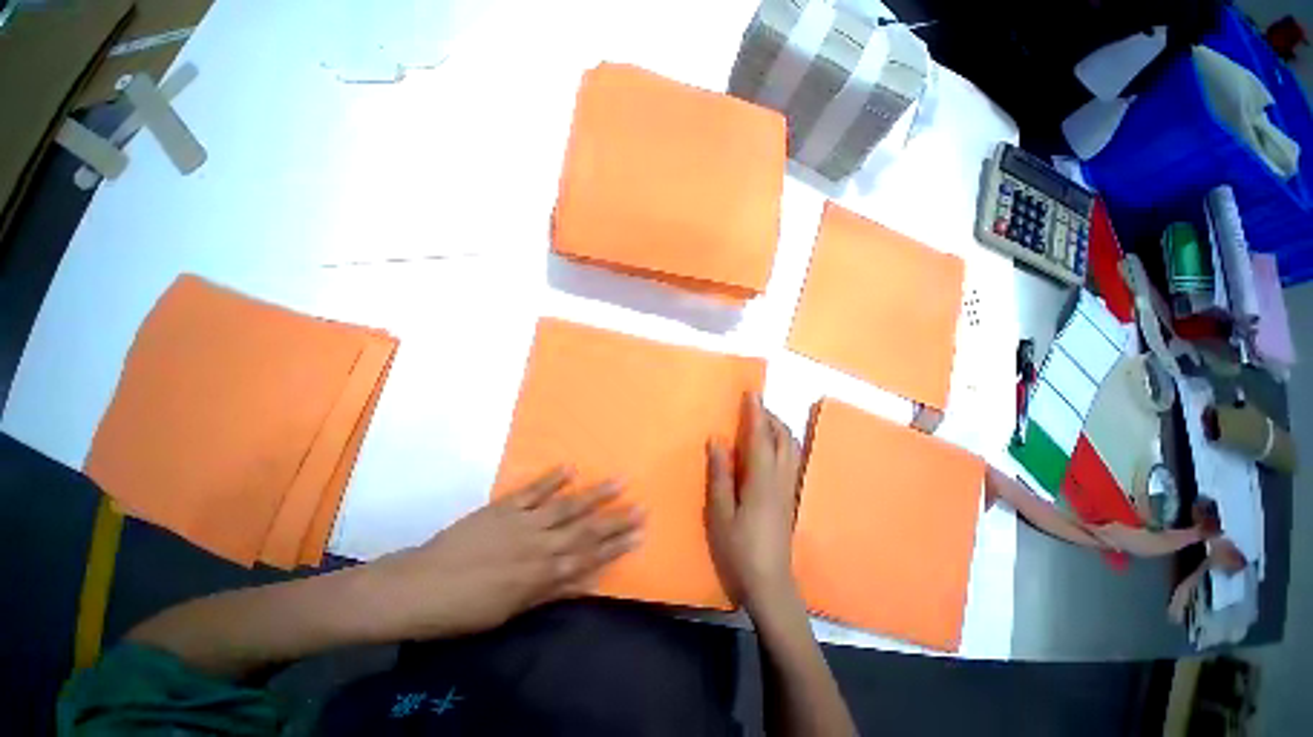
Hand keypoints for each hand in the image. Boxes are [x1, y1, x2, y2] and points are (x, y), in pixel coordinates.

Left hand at [364, 467, 642, 639]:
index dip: (616, 546)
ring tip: (618, 481)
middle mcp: (539, 545)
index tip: (639, 534)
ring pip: (567, 506)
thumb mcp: (510, 611)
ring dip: (594, 494)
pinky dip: (552, 478)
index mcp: (541, 575)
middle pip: (585, 530)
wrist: (418, 588)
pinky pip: (533, 490)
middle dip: (616, 520)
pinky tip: (570, 467)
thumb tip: (585, 577)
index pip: (589, 558)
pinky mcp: (504, 507)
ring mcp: (523, 522)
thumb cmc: (464, 610)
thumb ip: (550, 590)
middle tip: (641, 507)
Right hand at [706, 393, 802, 614]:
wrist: (770, 586)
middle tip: (754, 407)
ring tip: (762, 423)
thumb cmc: (739, 550)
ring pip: (792, 449)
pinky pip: (791, 461)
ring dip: (779, 430)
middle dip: (772, 418)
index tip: (752, 393)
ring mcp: (788, 490)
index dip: (756, 414)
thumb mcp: (720, 513)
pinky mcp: (789, 499)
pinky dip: (783, 445)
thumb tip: (717, 440)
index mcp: (762, 481)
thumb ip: (720, 474)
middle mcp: (781, 480)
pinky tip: (770, 450)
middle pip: (784, 439)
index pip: (761, 438)